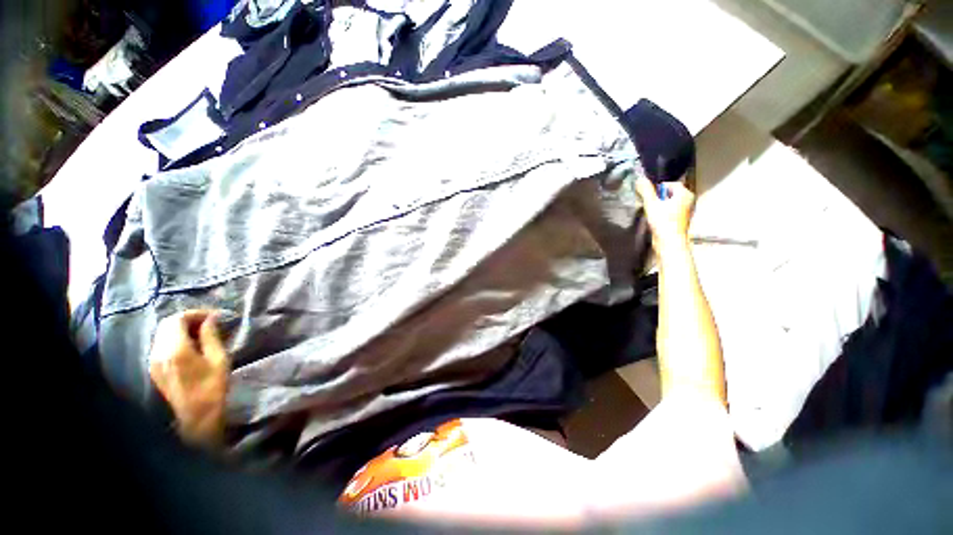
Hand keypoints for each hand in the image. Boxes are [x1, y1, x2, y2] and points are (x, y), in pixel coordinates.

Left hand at [148, 310, 228, 447]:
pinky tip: (189, 345)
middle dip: (187, 319)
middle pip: (167, 325)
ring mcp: (154, 361)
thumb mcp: (219, 359)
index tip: (213, 316)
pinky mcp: (154, 369)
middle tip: (208, 323)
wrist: (196, 416)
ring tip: (200, 333)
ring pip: (162, 334)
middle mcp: (159, 352)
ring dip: (180, 329)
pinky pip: (161, 345)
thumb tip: (210, 319)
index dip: (195, 313)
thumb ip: (211, 336)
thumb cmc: (212, 386)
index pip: (177, 319)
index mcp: (176, 349)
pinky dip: (174, 339)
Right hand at [635, 176, 694, 253]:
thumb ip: (645, 190)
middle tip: (649, 204)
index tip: (649, 196)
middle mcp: (688, 200)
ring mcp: (686, 210)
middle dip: (658, 197)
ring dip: (659, 205)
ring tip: (652, 212)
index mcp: (685, 193)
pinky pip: (670, 211)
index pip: (669, 183)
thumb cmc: (663, 221)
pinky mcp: (681, 220)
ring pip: (669, 202)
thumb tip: (639, 179)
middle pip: (669, 193)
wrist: (670, 242)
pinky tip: (656, 219)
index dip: (657, 188)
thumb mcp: (651, 204)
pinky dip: (663, 213)